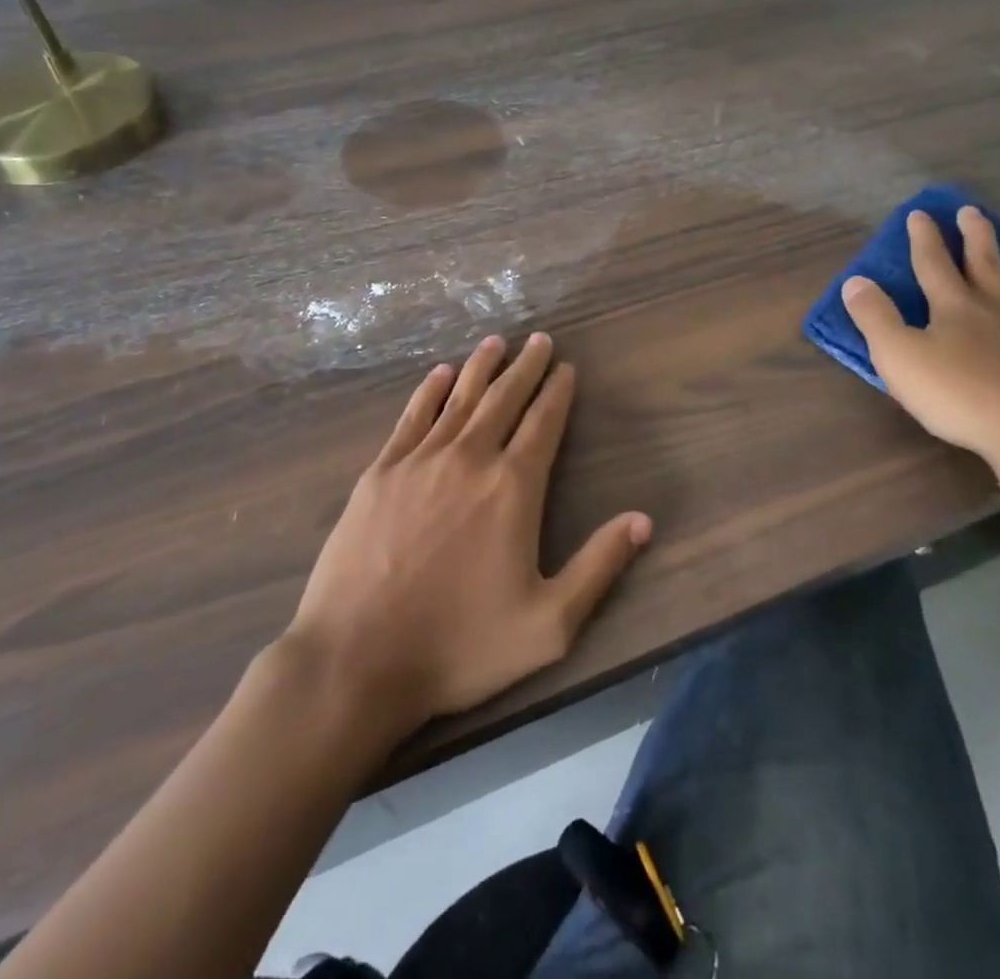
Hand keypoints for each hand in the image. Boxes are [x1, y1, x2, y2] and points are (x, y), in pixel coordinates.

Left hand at [288, 333, 650, 730]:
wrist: (356, 659)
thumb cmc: (459, 646)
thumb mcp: (548, 624)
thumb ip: (599, 567)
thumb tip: (643, 520)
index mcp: (513, 488)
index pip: (544, 423)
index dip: (558, 392)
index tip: (566, 368)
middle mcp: (469, 459)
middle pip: (504, 399)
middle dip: (525, 367)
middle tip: (539, 339)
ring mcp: (419, 461)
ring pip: (459, 398)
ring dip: (481, 367)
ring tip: (496, 342)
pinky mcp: (379, 472)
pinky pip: (412, 416)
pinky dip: (429, 390)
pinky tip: (439, 373)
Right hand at [841, 207, 999, 472]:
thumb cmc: (962, 398)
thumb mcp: (899, 359)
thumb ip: (875, 318)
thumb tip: (855, 281)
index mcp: (955, 308)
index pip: (933, 264)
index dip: (924, 238)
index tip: (920, 213)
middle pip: (986, 263)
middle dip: (976, 236)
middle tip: (972, 211)